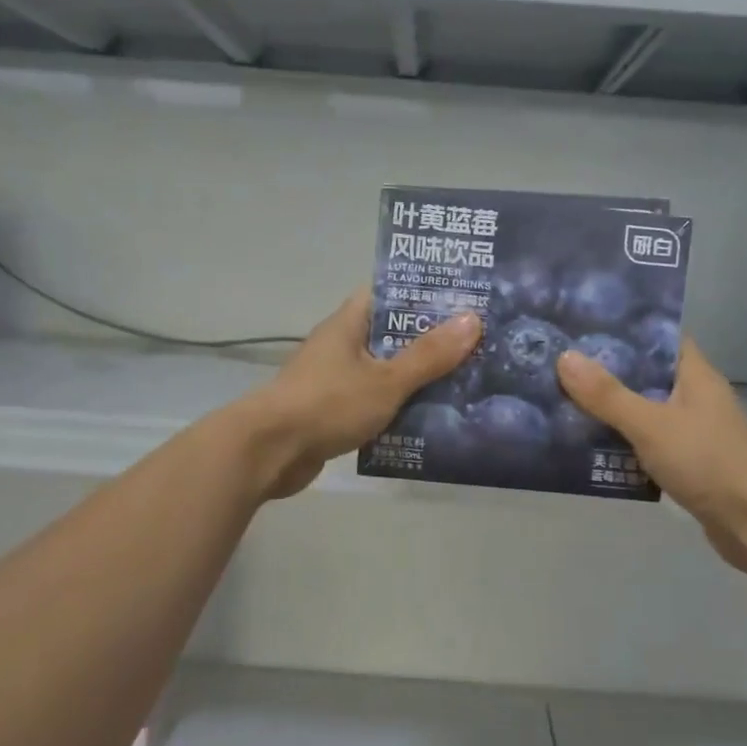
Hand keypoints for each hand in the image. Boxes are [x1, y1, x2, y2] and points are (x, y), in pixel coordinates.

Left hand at [238, 289, 481, 498]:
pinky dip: (399, 407)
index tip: (463, 299)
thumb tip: (473, 319)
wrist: (269, 452)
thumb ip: (429, 354)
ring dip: (418, 378)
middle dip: (430, 340)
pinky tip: (432, 418)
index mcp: (349, 323)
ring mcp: (336, 380)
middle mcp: (342, 345)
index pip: (388, 293)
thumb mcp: (387, 379)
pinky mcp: (334, 412)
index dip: (423, 293)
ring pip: (386, 371)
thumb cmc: (327, 404)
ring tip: (466, 380)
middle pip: (392, 334)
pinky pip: (376, 402)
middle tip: (477, 344)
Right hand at [556, 340, 746, 572]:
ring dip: (615, 412)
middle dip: (610, 374)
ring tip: (568, 404)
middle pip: (649, 376)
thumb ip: (607, 395)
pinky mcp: (692, 463)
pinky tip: (595, 448)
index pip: (662, 339)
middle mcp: (698, 398)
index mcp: (696, 376)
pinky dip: (627, 443)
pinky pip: (651, 443)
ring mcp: (697, 432)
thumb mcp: (650, 425)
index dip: (628, 332)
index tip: (587, 330)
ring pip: (648, 412)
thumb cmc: (706, 462)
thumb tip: (565, 357)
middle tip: (564, 368)